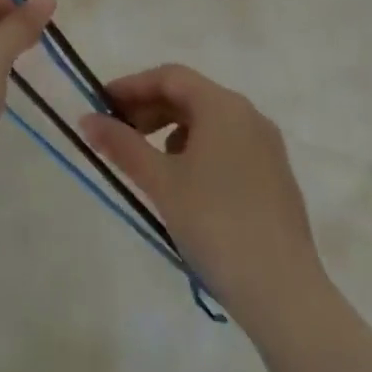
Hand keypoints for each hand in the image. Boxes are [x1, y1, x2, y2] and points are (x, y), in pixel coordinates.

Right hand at [86, 66, 371, 371]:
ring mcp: (267, 147)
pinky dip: (197, 149)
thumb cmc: (215, 224)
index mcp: (222, 106)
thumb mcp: (160, 181)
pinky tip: (183, 183)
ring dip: (171, 129)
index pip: (169, 76)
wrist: (284, 294)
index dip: (131, 86)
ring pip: (208, 121)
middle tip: (117, 132)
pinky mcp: (275, 177)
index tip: (101, 104)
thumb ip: (121, 144)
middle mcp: (249, 115)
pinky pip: (227, 145)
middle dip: (149, 108)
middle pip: (189, 95)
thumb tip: (86, 120)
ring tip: (146, 160)